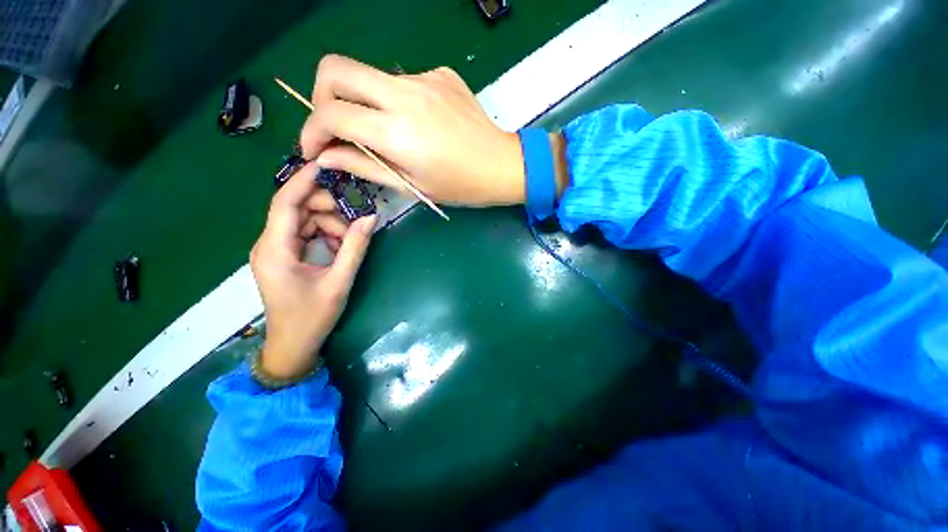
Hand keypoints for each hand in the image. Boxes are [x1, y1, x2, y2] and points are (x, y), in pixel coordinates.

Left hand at [250, 163, 376, 378]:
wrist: (293, 345)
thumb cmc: (313, 317)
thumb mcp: (339, 281)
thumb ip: (355, 247)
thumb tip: (371, 217)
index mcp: (275, 249)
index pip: (285, 203)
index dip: (304, 180)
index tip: (326, 165)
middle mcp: (269, 244)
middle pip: (296, 209)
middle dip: (326, 208)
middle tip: (354, 219)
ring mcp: (275, 250)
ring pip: (302, 220)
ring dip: (328, 223)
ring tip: (349, 239)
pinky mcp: (284, 256)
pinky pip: (304, 233)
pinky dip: (324, 234)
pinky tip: (339, 245)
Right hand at [299, 54, 526, 205]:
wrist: (502, 165)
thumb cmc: (460, 186)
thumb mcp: (412, 186)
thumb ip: (365, 167)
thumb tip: (326, 156)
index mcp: (399, 132)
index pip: (331, 113)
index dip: (311, 131)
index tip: (314, 149)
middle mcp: (406, 95)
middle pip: (335, 68)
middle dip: (322, 97)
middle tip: (336, 128)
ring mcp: (425, 78)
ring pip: (370, 76)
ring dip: (363, 102)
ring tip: (385, 133)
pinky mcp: (440, 73)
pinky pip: (401, 81)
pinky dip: (395, 101)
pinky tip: (416, 123)